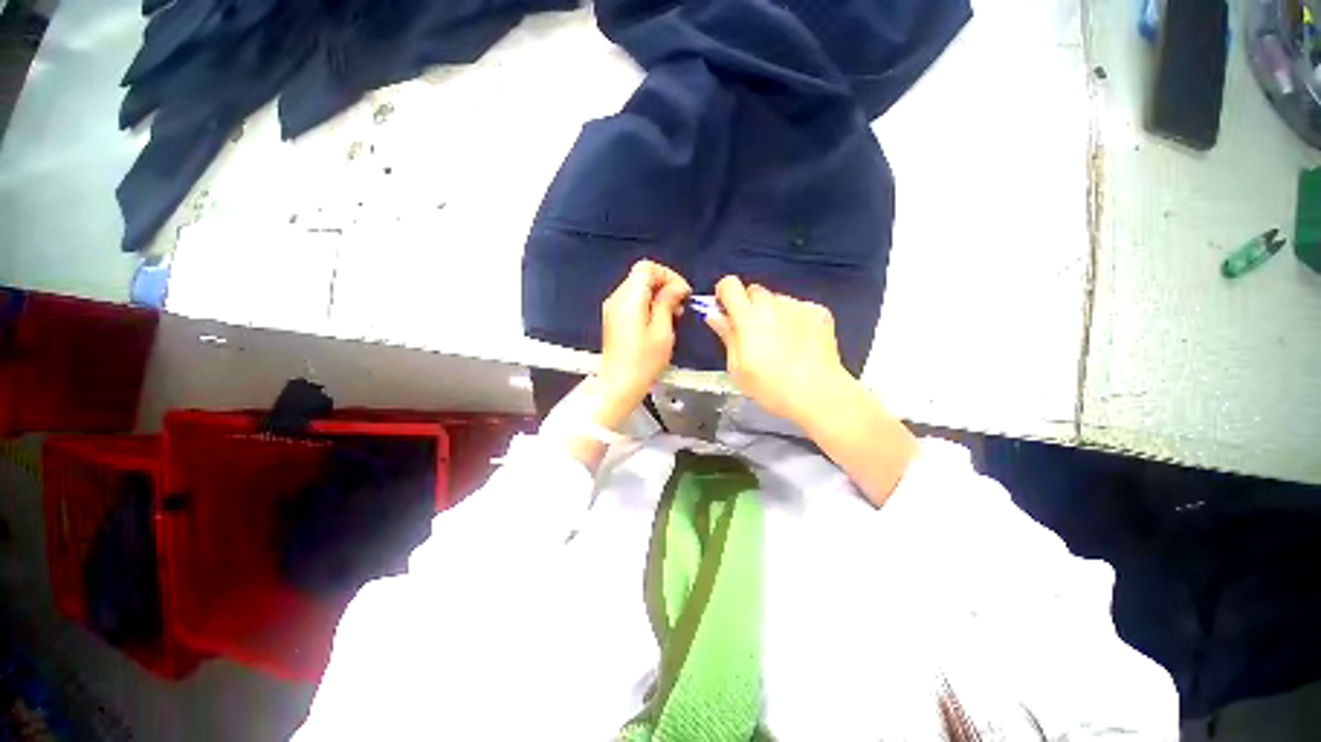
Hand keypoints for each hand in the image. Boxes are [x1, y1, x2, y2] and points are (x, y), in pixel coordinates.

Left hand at [597, 260, 691, 425]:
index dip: (668, 275)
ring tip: (673, 316)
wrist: (618, 385)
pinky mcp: (614, 319)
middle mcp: (617, 298)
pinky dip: (648, 305)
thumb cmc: (643, 362)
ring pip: (638, 289)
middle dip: (665, 286)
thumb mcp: (662, 331)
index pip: (647, 267)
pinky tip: (659, 322)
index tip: (682, 292)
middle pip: (642, 276)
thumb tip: (677, 287)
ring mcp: (613, 309)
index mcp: (629, 299)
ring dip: (658, 296)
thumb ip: (668, 303)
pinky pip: (633, 302)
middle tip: (680, 306)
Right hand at [705, 276, 850, 425]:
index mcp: (748, 317)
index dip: (724, 294)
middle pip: (754, 290)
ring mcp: (799, 306)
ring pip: (777, 299)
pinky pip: (798, 307)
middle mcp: (773, 304)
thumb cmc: (770, 386)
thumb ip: (726, 335)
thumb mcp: (737, 368)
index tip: (725, 311)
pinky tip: (799, 342)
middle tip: (752, 333)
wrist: (818, 394)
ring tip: (780, 342)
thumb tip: (715, 315)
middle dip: (749, 306)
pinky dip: (794, 319)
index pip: (730, 285)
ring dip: (773, 313)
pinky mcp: (819, 312)